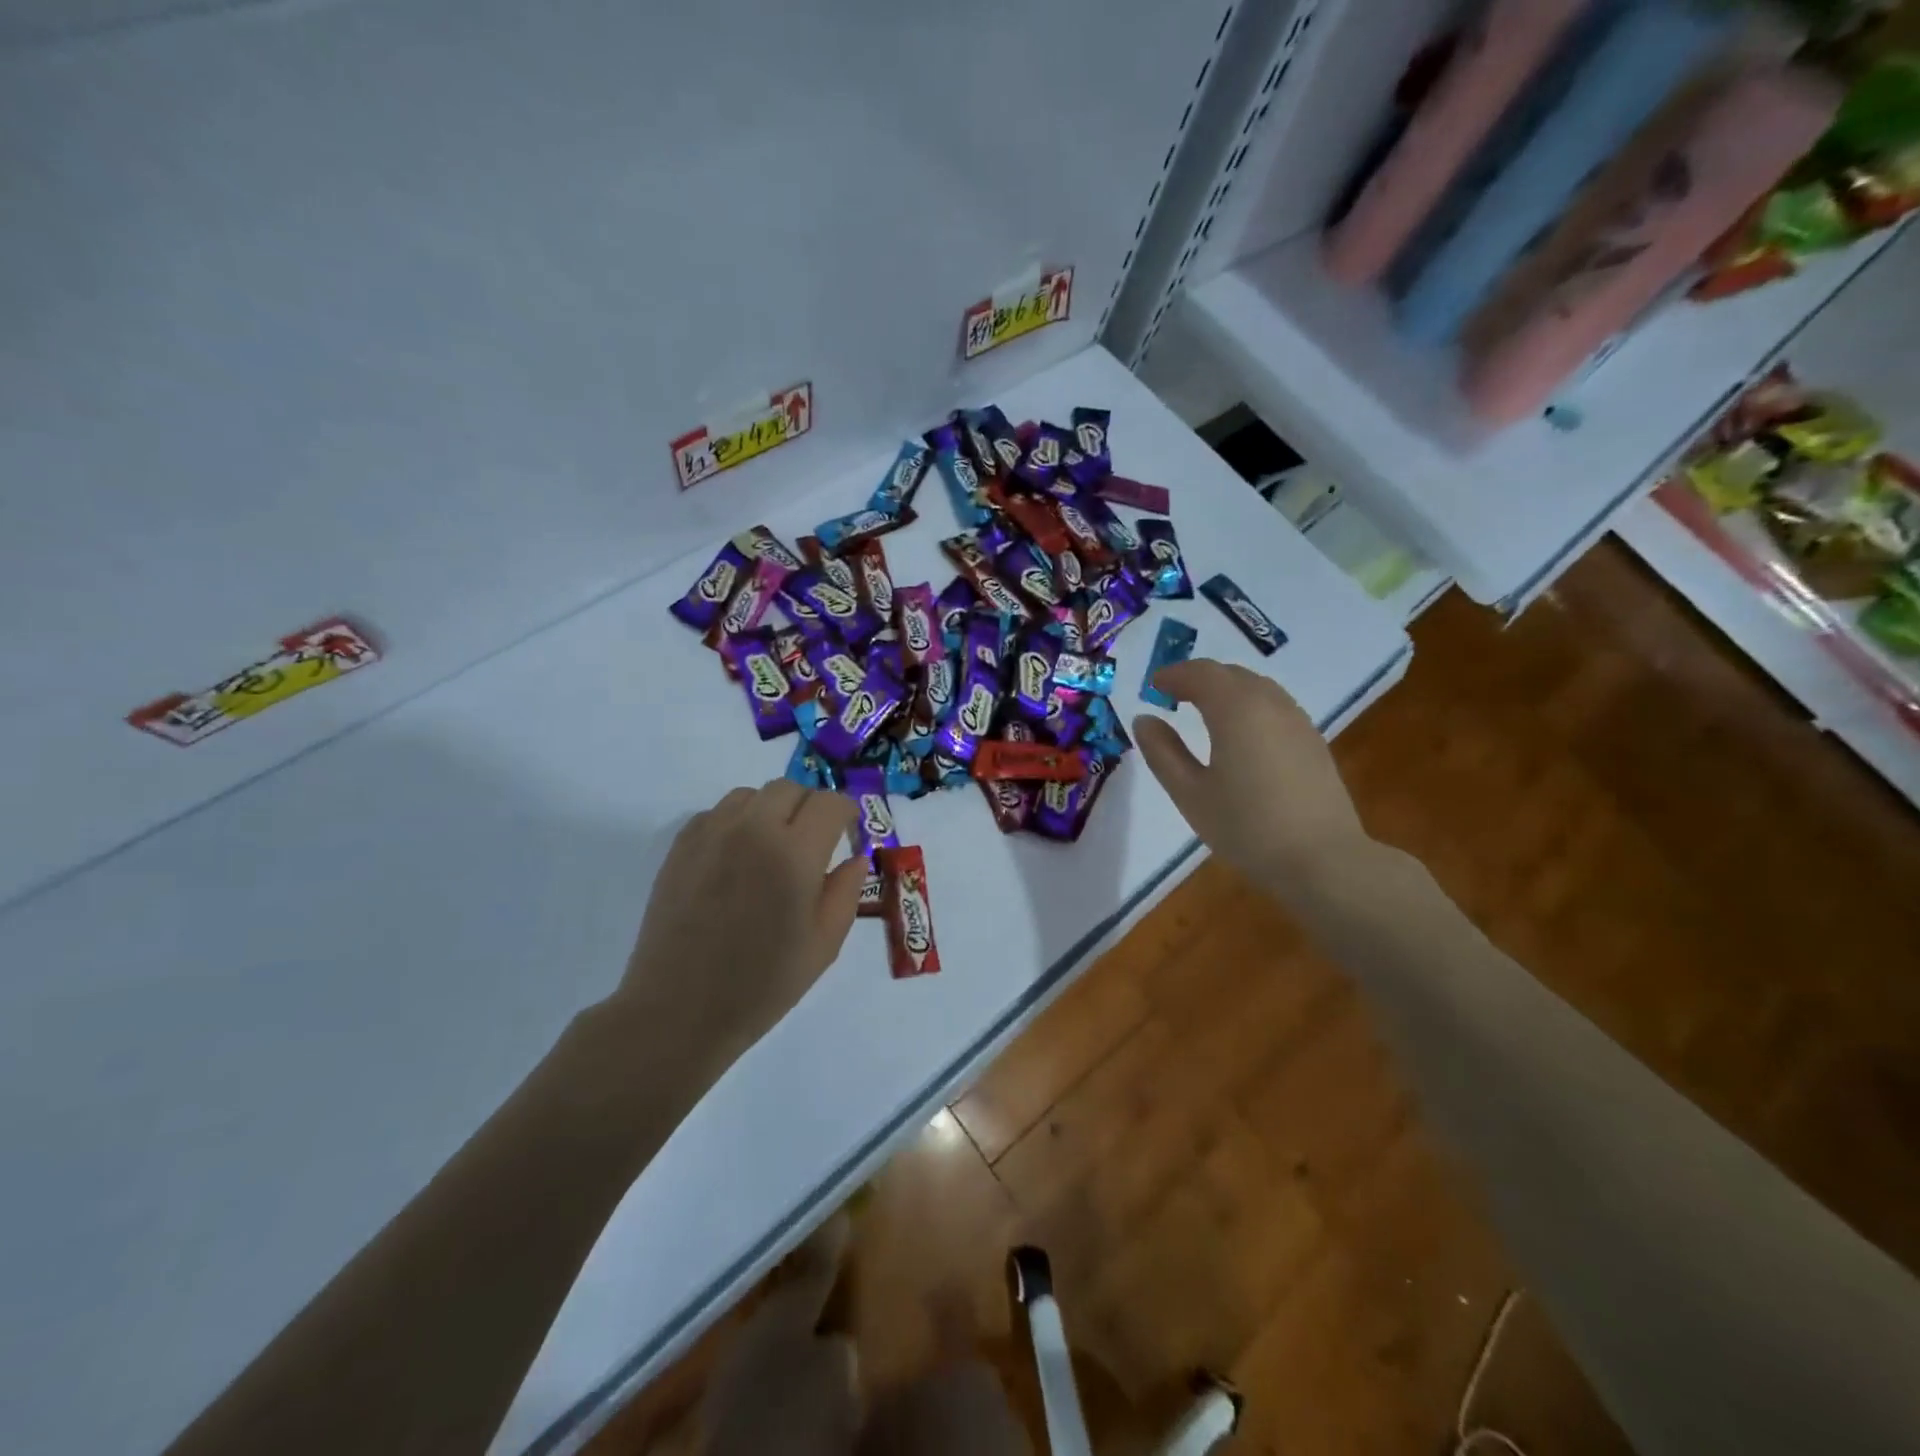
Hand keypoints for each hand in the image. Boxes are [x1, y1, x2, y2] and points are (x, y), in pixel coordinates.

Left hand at [610, 781, 866, 1082]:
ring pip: (751, 795)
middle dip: (810, 808)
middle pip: (791, 788)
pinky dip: (736, 823)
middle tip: (812, 844)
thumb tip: (854, 858)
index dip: (847, 814)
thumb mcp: (824, 944)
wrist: (679, 1010)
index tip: (847, 836)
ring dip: (771, 811)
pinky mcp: (681, 846)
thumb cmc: (762, 984)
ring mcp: (711, 833)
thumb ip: (846, 891)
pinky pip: (717, 813)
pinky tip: (736, 861)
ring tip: (772, 850)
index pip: (830, 803)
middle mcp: (752, 829)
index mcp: (794, 853)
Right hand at [1132, 659, 1371, 891]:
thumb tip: (1144, 720)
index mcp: (1236, 709)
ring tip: (1203, 710)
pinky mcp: (1313, 742)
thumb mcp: (1190, 793)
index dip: (1174, 674)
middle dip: (1200, 678)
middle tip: (1174, 694)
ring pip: (1257, 687)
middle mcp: (1270, 704)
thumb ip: (1163, 752)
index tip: (1154, 686)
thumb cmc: (1246, 827)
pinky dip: (1249, 705)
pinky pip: (1275, 706)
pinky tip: (1240, 733)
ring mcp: (1297, 722)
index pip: (1201, 673)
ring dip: (1226, 689)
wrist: (1322, 861)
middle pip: (1231, 674)